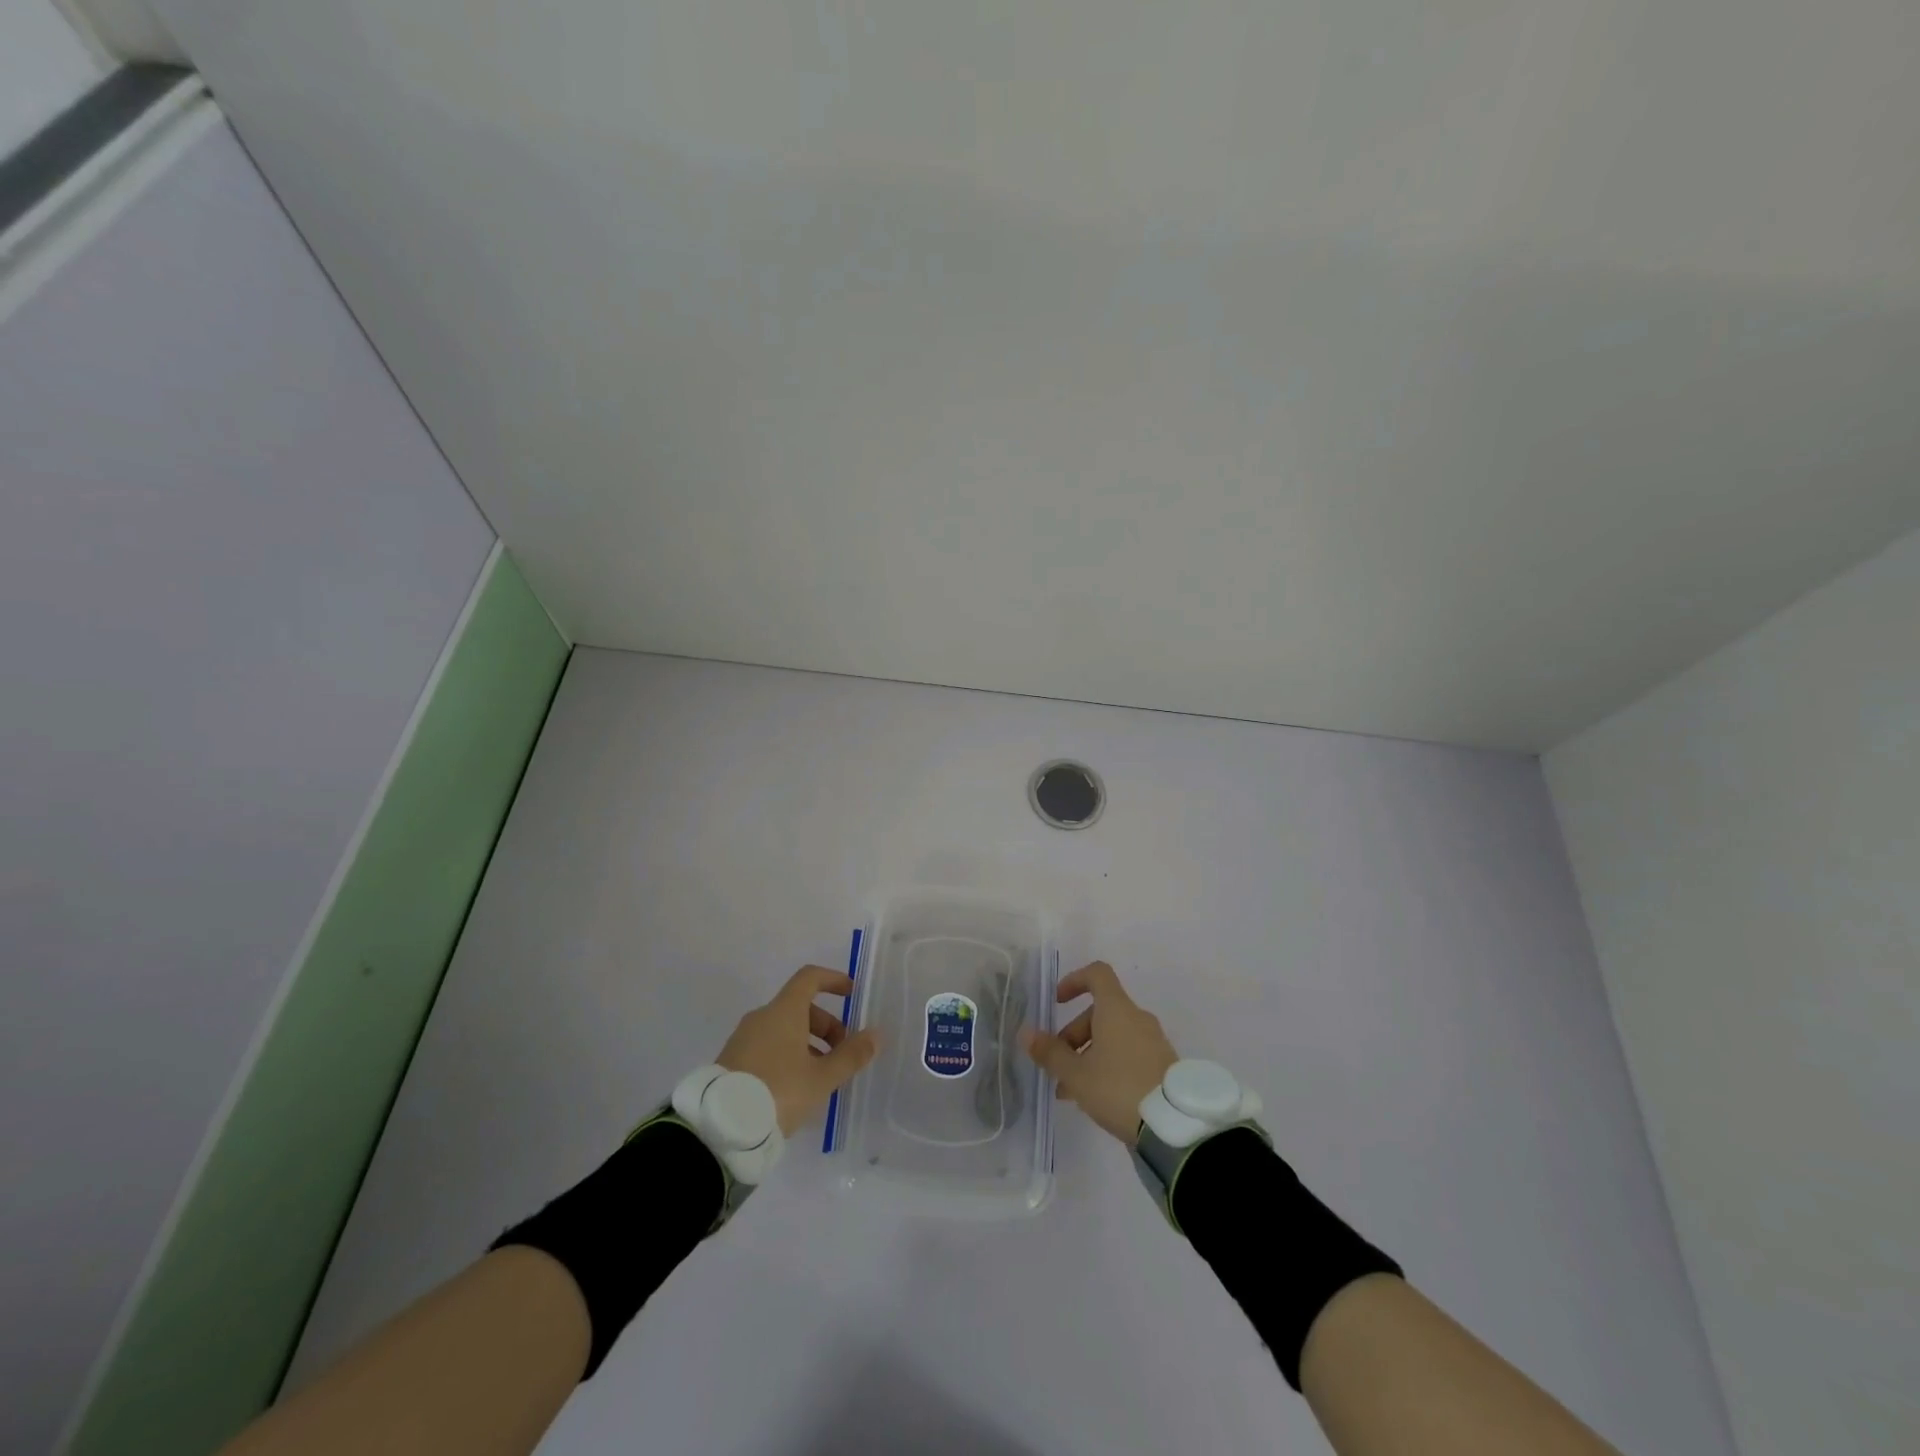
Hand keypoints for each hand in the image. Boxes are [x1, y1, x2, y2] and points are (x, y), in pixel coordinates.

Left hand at [716, 966, 879, 1135]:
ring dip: (808, 1044)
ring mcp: (743, 1039)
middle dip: (826, 1026)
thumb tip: (875, 1035)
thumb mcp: (821, 1078)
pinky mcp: (731, 1061)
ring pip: (784, 1030)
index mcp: (783, 1011)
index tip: (851, 994)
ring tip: (821, 1078)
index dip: (833, 980)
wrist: (720, 1127)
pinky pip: (767, 1046)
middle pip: (800, 1007)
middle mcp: (761, 1017)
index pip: (809, 978)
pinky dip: (788, 1055)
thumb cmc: (778, 1091)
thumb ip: (851, 1055)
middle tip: (842, 1054)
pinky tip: (795, 1088)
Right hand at [1021, 961, 1177, 1144]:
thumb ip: (1050, 1053)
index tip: (1058, 1002)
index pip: (1097, 974)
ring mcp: (1154, 1041)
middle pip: (1100, 1012)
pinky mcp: (1163, 1065)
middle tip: (1058, 1067)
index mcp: (1117, 1010)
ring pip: (1113, 1037)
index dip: (1074, 981)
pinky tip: (1097, 1098)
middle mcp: (1137, 1018)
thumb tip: (1026, 1033)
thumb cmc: (1119, 1088)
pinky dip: (1109, 1065)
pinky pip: (1129, 1053)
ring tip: (1071, 1092)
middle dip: (1074, 1036)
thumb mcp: (1077, 1075)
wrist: (1176, 1125)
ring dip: (1089, 1055)